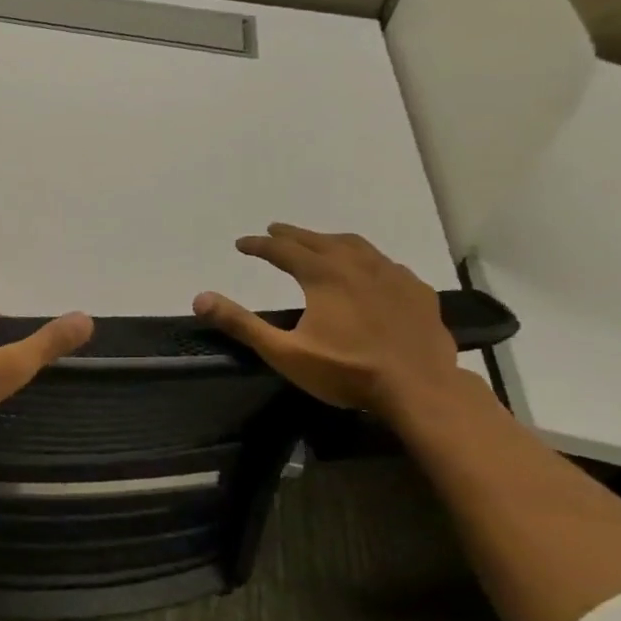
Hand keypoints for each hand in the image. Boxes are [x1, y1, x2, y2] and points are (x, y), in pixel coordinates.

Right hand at [193, 224, 457, 414]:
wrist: (421, 389)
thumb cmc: (347, 371)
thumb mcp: (284, 352)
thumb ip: (241, 324)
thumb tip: (199, 298)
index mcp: (323, 275)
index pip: (283, 250)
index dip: (259, 245)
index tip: (242, 243)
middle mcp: (357, 265)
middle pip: (318, 240)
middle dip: (292, 234)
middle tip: (273, 231)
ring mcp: (392, 276)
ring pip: (356, 245)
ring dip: (329, 240)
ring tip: (318, 242)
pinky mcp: (418, 292)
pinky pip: (386, 263)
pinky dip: (366, 259)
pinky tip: (369, 270)